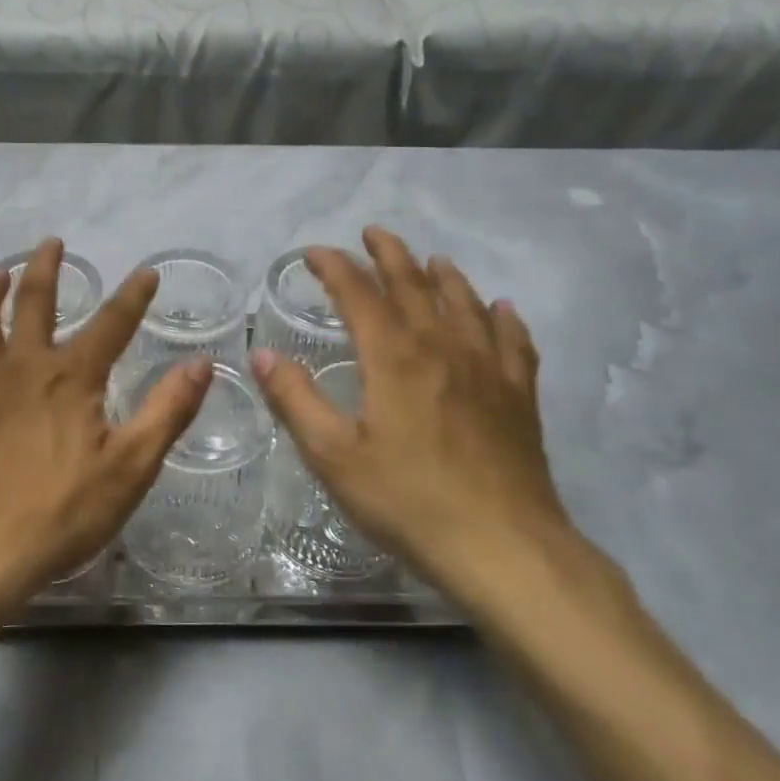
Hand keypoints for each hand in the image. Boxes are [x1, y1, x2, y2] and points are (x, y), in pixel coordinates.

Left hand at [0, 238, 212, 608]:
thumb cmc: (59, 512)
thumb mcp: (130, 467)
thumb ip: (167, 411)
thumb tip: (201, 363)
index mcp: (70, 377)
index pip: (111, 323)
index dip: (133, 295)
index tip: (147, 272)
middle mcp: (21, 367)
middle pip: (32, 303)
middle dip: (44, 269)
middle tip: (50, 243)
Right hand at [249, 227, 574, 607]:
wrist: (504, 547)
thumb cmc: (408, 500)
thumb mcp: (333, 455)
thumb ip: (295, 399)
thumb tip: (261, 353)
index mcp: (393, 356)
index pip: (358, 294)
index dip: (335, 267)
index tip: (315, 253)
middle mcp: (441, 347)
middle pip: (414, 285)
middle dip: (389, 254)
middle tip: (373, 233)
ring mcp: (487, 369)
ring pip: (465, 304)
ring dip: (444, 276)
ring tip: (432, 260)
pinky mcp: (518, 396)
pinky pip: (513, 342)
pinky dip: (504, 319)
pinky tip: (502, 310)